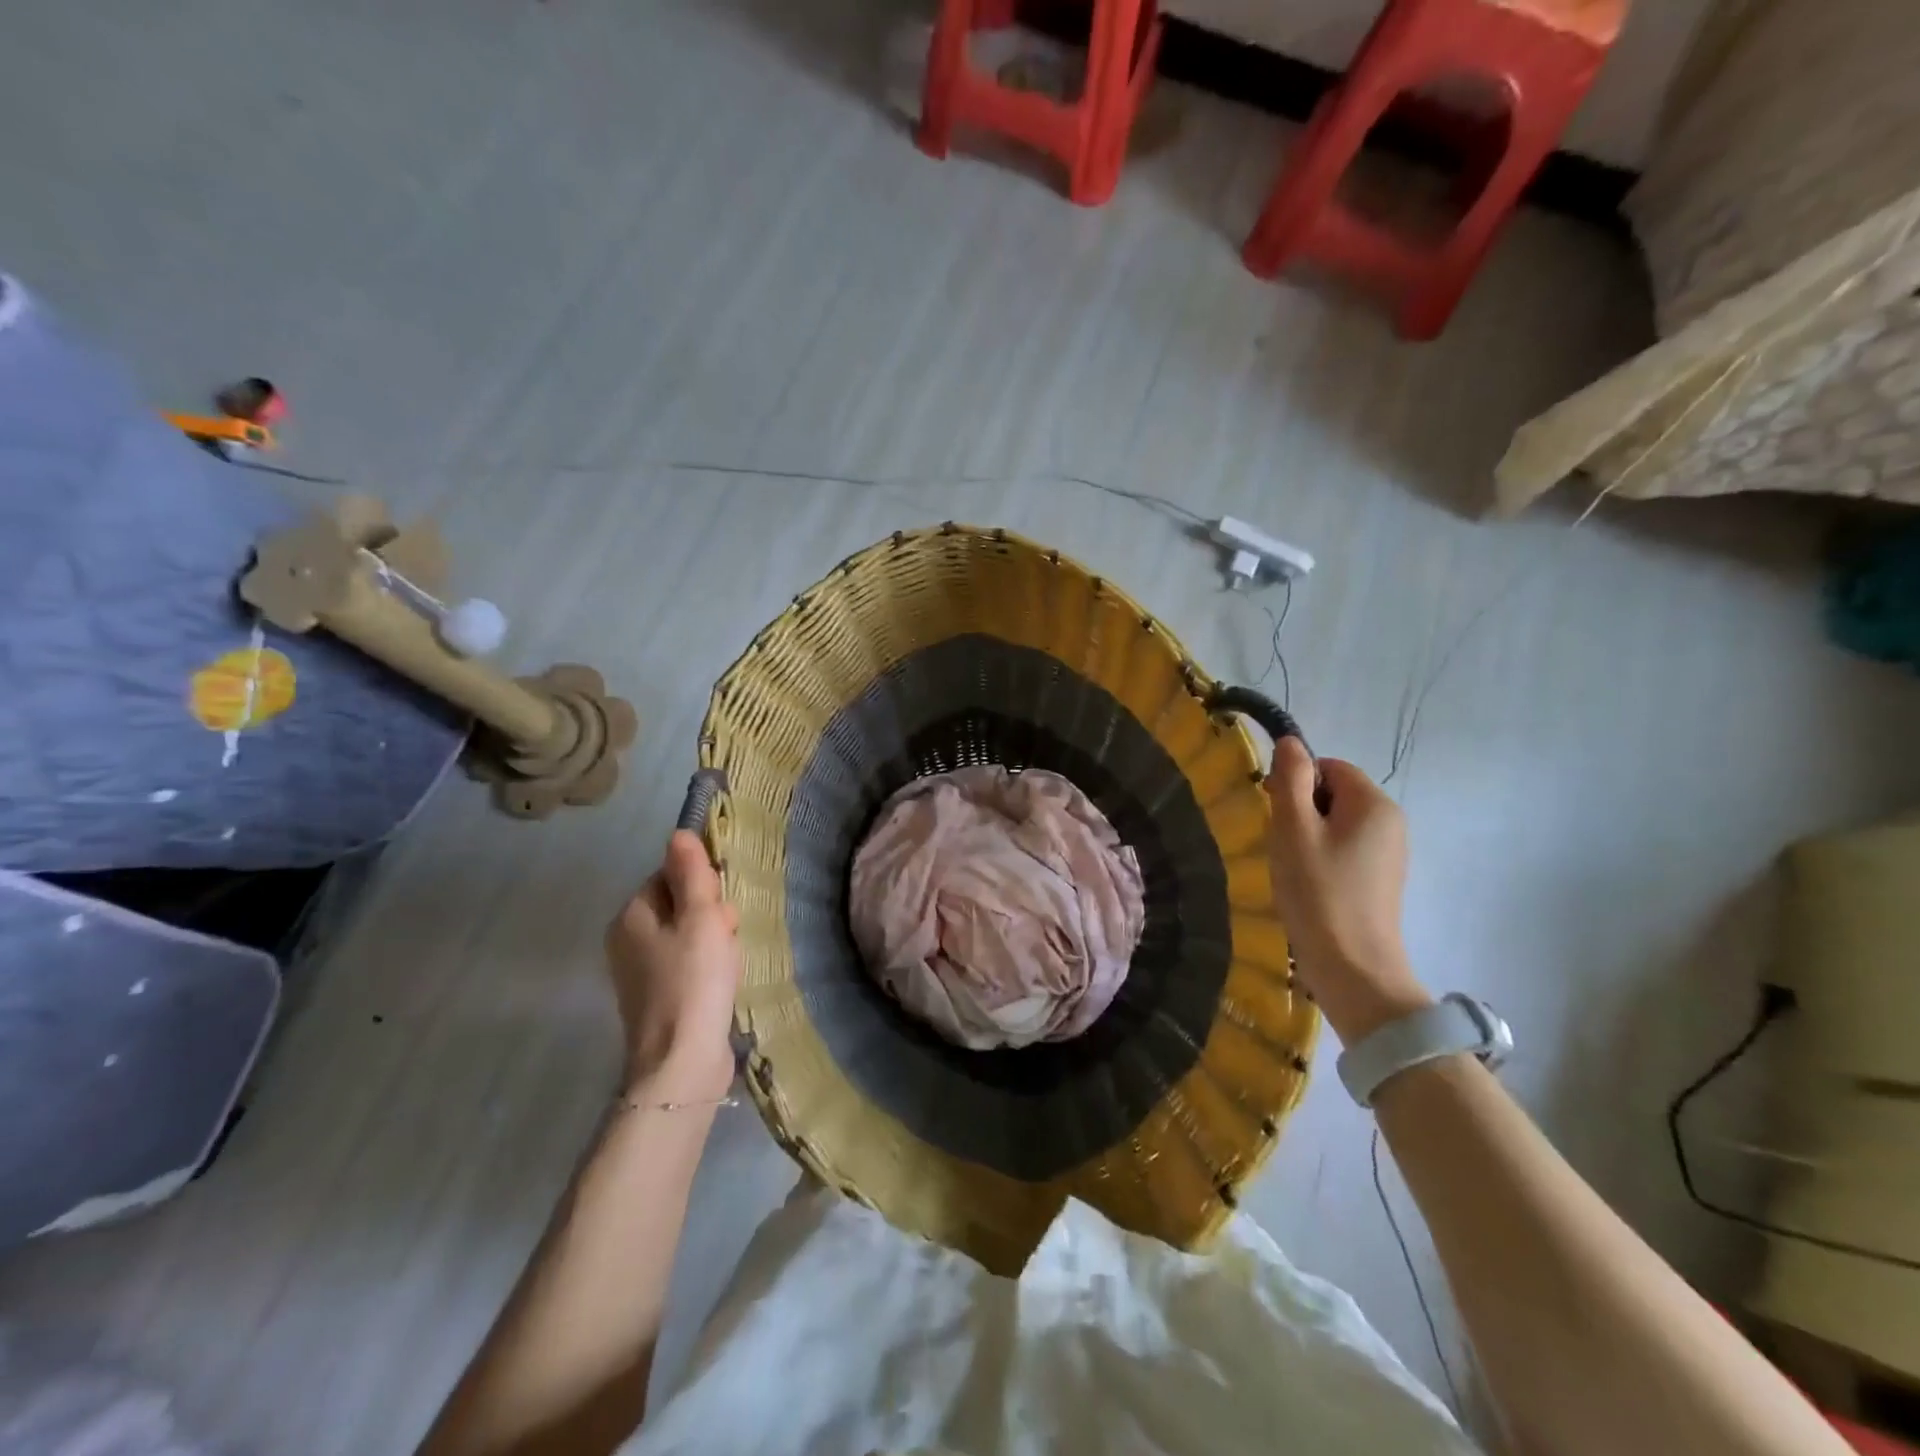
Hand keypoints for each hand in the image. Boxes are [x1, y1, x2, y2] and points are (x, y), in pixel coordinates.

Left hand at [604, 830, 742, 1098]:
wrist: (681, 1063)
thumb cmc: (693, 981)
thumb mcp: (701, 917)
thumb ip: (692, 873)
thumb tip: (679, 833)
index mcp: (631, 915)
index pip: (671, 875)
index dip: (702, 886)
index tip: (719, 909)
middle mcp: (628, 940)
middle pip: (681, 905)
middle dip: (712, 916)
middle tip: (726, 938)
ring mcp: (641, 972)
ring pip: (690, 935)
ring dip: (716, 943)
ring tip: (727, 966)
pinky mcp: (658, 998)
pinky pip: (689, 964)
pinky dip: (709, 968)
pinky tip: (722, 984)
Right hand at [1265, 737, 1430, 1043]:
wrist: (1354, 968)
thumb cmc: (1318, 893)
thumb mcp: (1293, 830)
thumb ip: (1290, 780)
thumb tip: (1290, 741)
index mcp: (1374, 804)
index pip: (1328, 767)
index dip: (1295, 783)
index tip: (1275, 815)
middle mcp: (1391, 821)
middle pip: (1334, 793)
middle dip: (1300, 811)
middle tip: (1282, 845)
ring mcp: (1390, 852)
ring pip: (1336, 822)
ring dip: (1308, 836)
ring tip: (1293, 868)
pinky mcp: (1382, 878)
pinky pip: (1345, 848)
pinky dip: (1321, 857)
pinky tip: (1309, 885)